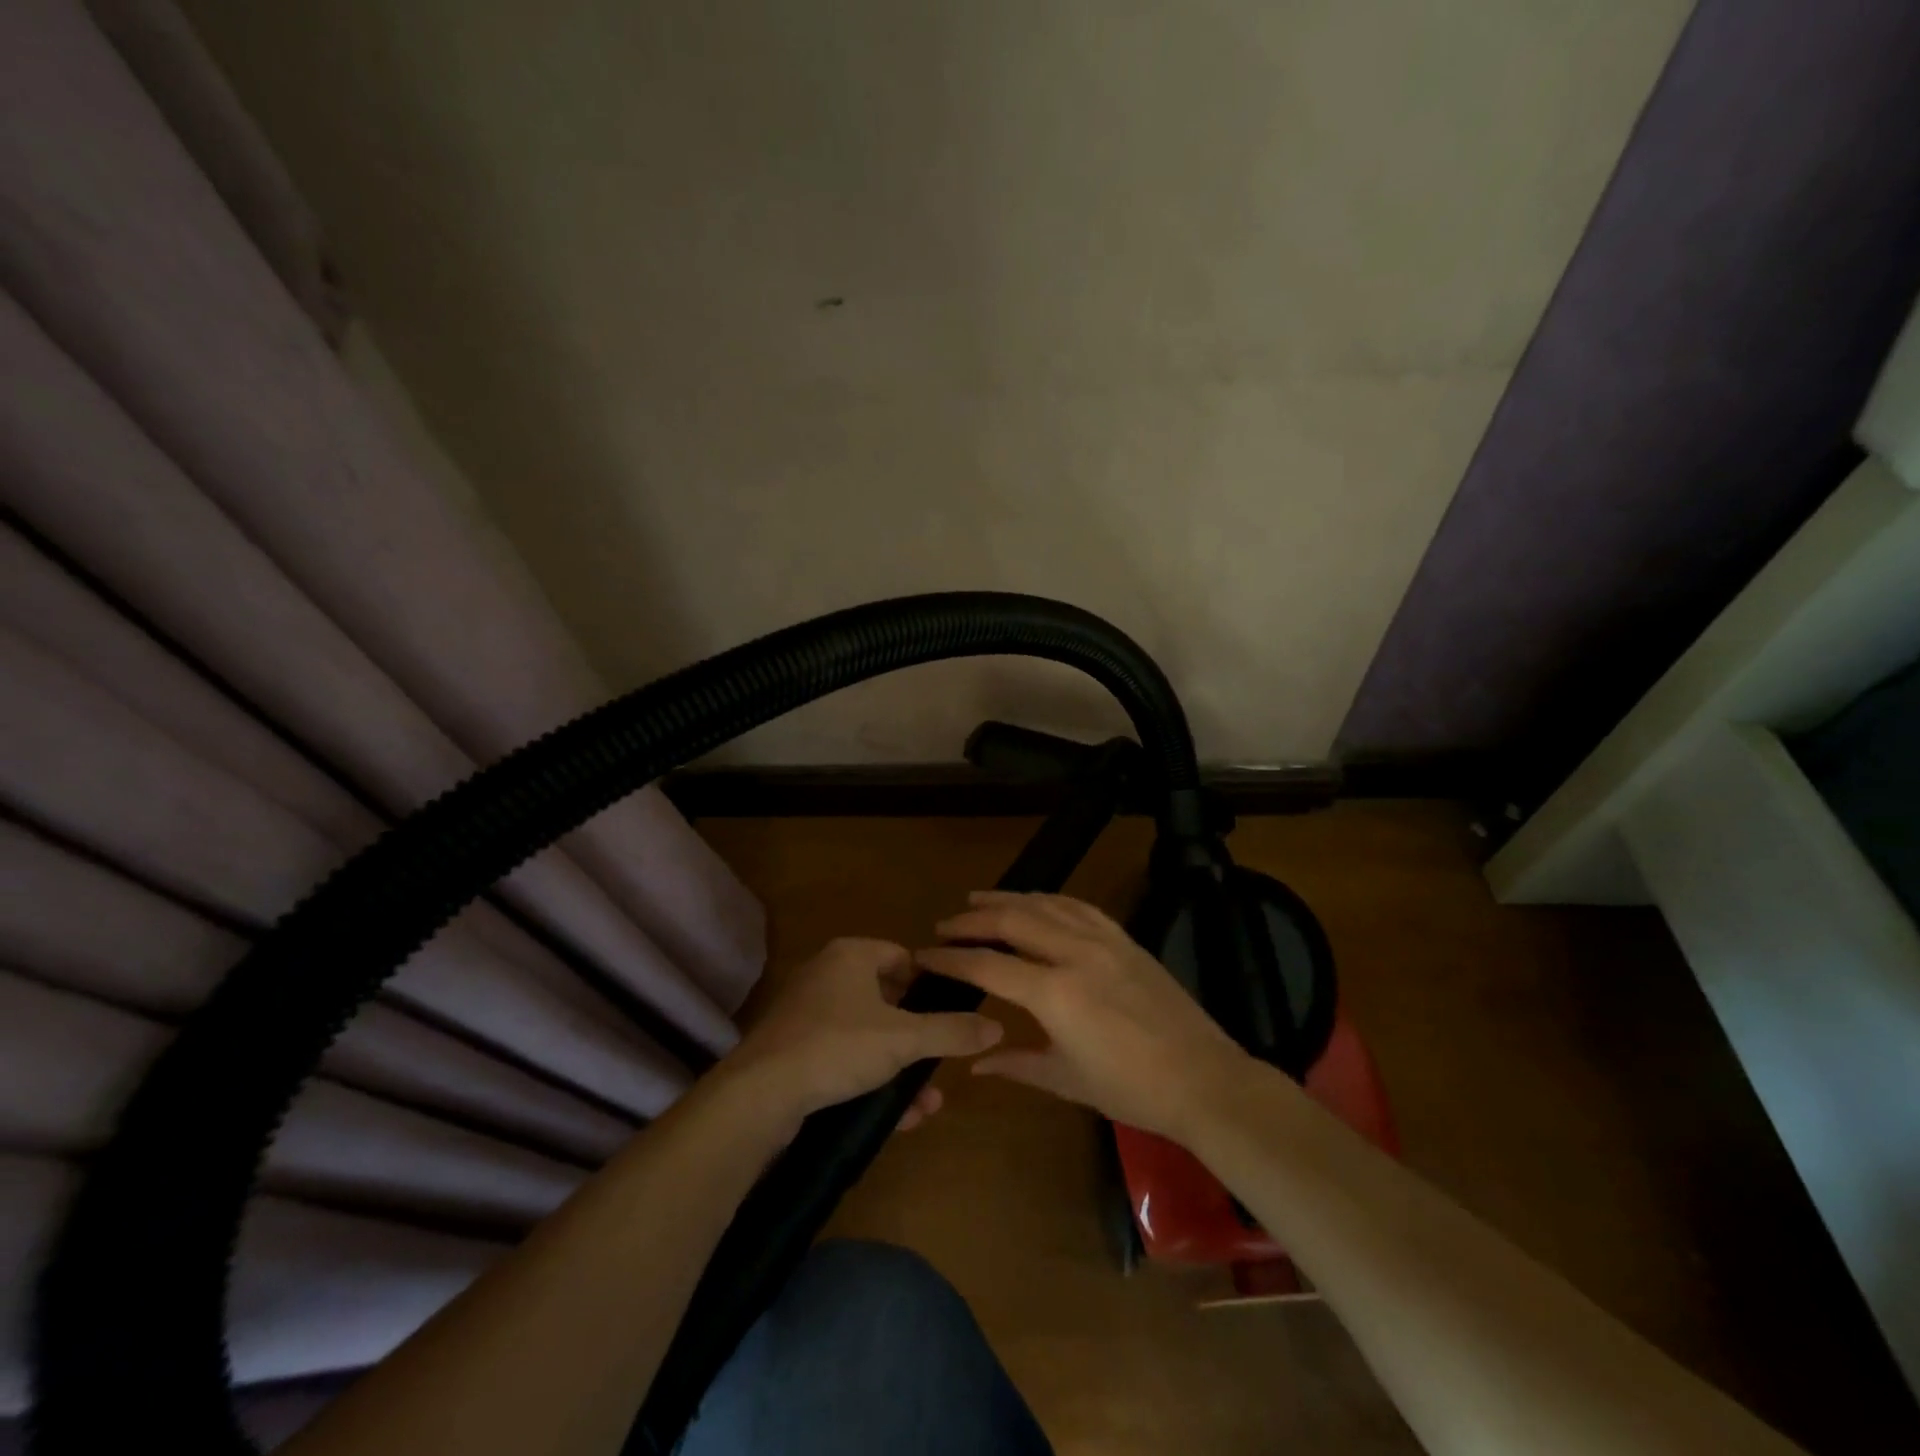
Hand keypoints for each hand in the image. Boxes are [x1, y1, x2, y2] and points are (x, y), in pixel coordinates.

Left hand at [721, 937, 1003, 1134]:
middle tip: (941, 1063)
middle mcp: (827, 976)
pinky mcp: (795, 1051)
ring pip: (869, 1037)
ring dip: (900, 1069)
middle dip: (918, 1039)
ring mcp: (808, 1015)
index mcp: (851, 955)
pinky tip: (899, 1118)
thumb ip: (952, 1031)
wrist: (759, 1094)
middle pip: (888, 1001)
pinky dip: (872, 1081)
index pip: (903, 957)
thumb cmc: (837, 1046)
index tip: (953, 1015)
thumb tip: (997, 1025)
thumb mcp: (904, 1039)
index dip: (930, 984)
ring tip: (927, 1104)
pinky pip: (845, 1060)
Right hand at [916, 891, 1252, 1143]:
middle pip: (1012, 920)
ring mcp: (1103, 941)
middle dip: (973, 919)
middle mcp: (1074, 954)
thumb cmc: (1130, 1089)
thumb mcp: (1066, 1081)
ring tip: (979, 900)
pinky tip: (1038, 902)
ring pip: (1045, 905)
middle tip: (946, 924)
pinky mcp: (1125, 939)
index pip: (988, 965)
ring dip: (1008, 899)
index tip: (926, 955)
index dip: (952, 959)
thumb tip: (975, 1063)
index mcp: (1054, 993)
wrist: (1203, 1079)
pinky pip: (1080, 907)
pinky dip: (1050, 900)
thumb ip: (1016, 1064)